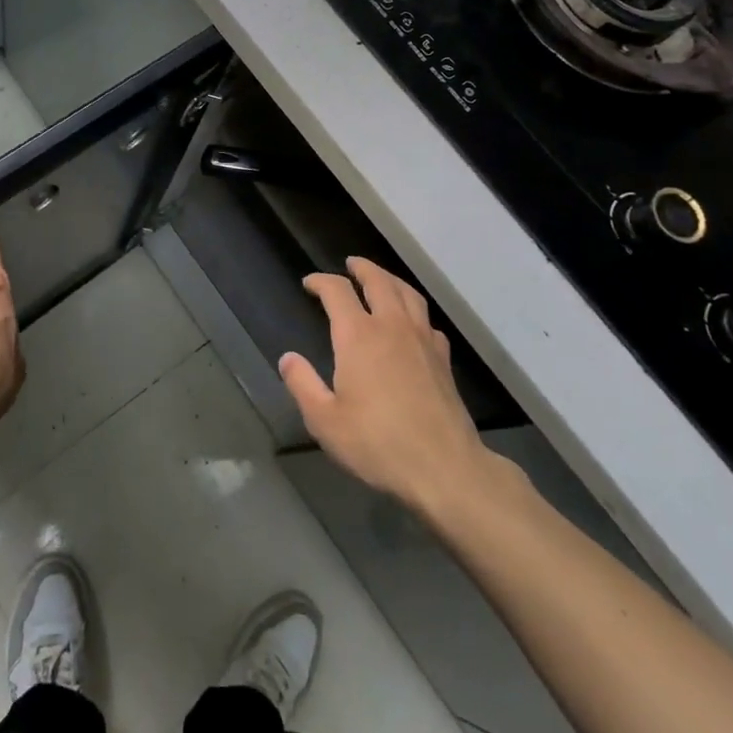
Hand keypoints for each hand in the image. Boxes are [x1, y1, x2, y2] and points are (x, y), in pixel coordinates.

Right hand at [281, 258, 497, 516]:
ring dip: (391, 279)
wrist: (444, 468)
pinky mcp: (443, 359)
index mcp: (358, 336)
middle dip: (361, 268)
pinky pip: (427, 321)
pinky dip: (415, 311)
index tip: (309, 283)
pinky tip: (412, 323)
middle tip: (350, 264)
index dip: (321, 281)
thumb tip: (288, 358)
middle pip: (378, 281)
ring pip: (408, 294)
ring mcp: (422, 340)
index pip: (337, 291)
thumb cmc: (377, 444)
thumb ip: (302, 384)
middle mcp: (391, 326)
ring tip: (381, 279)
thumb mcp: (325, 420)